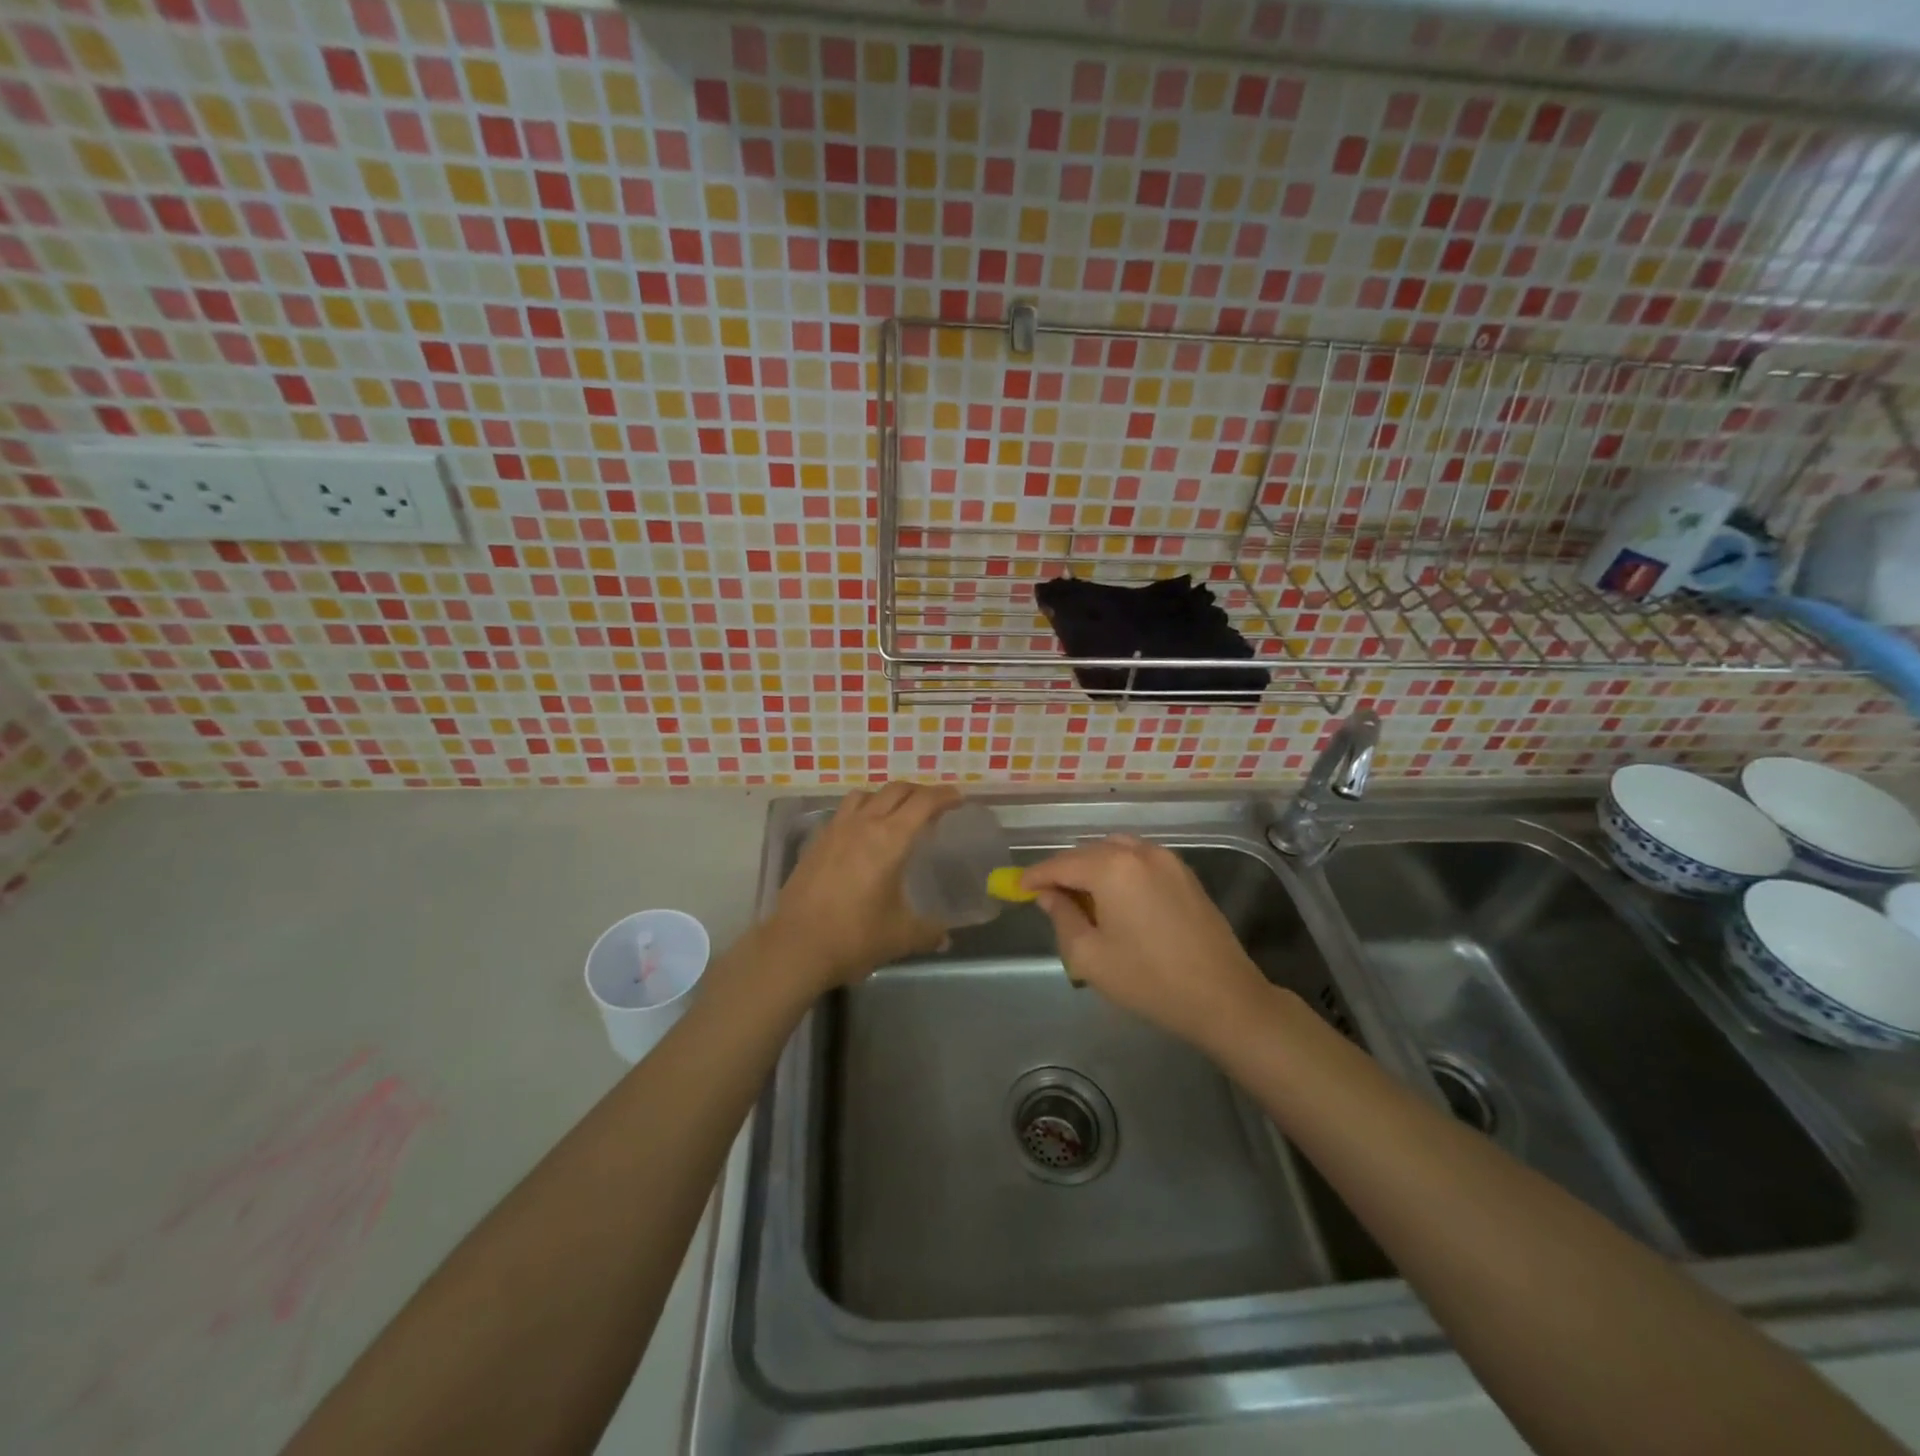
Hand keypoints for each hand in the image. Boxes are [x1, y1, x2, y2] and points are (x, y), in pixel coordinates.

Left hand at [762, 782, 960, 994]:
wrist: (796, 946)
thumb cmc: (855, 936)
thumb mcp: (901, 936)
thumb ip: (928, 932)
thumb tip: (945, 937)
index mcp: (890, 839)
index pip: (923, 802)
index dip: (944, 796)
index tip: (958, 799)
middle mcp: (863, 824)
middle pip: (895, 790)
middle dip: (919, 791)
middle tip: (933, 805)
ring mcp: (835, 830)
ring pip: (865, 795)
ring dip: (886, 797)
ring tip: (896, 814)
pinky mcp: (816, 842)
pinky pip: (843, 812)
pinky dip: (861, 812)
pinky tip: (862, 835)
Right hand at [1021, 835, 1272, 1050]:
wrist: (1223, 997)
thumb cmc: (1149, 980)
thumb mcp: (1089, 956)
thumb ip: (1061, 917)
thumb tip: (1048, 895)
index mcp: (1112, 867)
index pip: (1060, 864)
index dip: (1035, 876)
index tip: (1017, 888)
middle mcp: (1138, 851)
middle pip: (1088, 852)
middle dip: (1064, 872)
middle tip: (1049, 899)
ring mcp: (1166, 859)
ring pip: (1115, 851)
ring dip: (1093, 869)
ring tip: (1083, 900)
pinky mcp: (1185, 873)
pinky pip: (1139, 860)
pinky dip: (1119, 871)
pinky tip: (1117, 901)